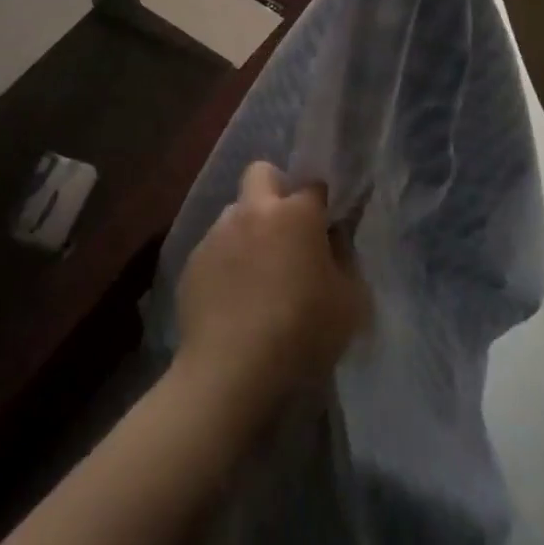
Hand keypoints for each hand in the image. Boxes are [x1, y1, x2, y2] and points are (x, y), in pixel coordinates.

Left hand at [174, 163, 368, 421]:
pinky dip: (226, 262)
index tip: (326, 226)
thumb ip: (346, 261)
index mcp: (295, 213)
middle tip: (287, 229)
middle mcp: (252, 211)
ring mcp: (217, 233)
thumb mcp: (350, 303)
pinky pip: (215, 248)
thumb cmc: (302, 334)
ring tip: (257, 273)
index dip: (322, 203)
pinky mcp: (192, 261)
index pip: (314, 185)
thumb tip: (334, 241)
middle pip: (261, 173)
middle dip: (275, 189)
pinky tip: (233, 299)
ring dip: (248, 229)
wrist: (231, 371)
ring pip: (235, 212)